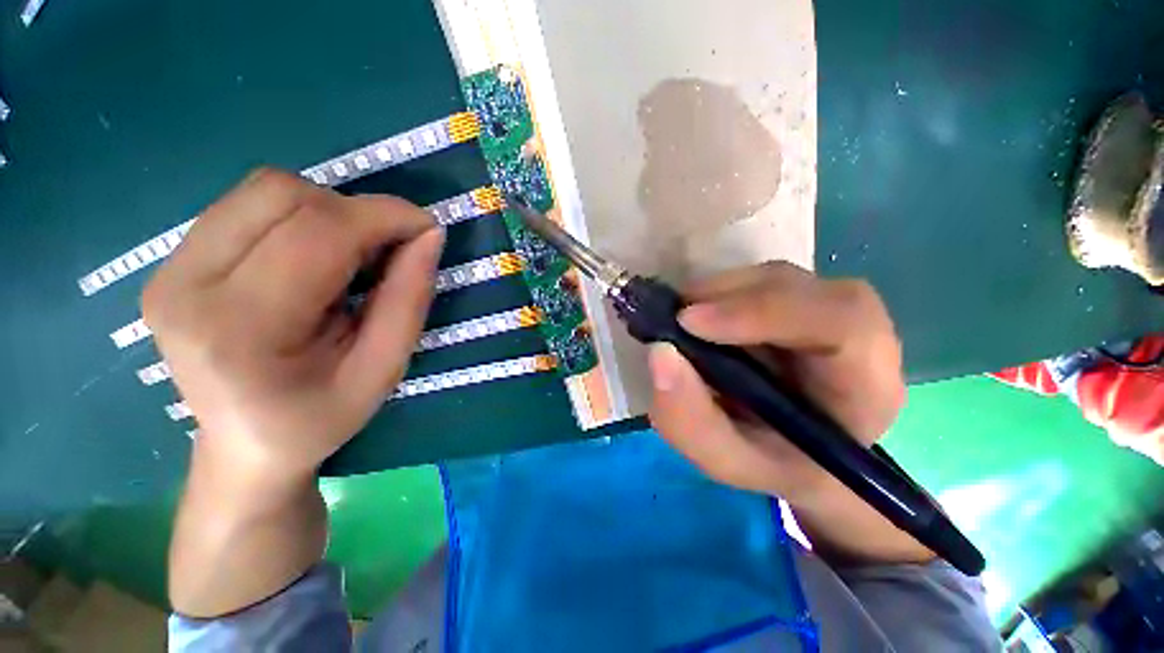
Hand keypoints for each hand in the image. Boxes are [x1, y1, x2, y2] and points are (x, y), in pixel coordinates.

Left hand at [143, 169, 443, 481]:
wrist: (245, 443)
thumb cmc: (322, 416)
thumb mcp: (384, 368)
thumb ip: (409, 299)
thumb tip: (429, 235)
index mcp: (241, 329)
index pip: (317, 234)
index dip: (383, 217)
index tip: (427, 228)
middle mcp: (186, 286)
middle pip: (283, 195)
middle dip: (356, 212)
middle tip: (387, 251)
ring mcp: (169, 269)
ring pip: (264, 190)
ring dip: (327, 212)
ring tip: (349, 257)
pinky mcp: (170, 261)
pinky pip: (247, 205)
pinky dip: (299, 217)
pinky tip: (312, 258)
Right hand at [648, 262, 905, 505]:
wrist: (798, 452)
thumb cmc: (773, 462)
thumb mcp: (726, 460)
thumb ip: (690, 419)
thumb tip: (659, 352)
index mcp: (865, 385)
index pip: (841, 323)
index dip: (763, 311)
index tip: (690, 322)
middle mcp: (859, 335)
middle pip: (801, 287)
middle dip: (729, 297)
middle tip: (675, 318)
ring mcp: (827, 309)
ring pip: (773, 278)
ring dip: (719, 293)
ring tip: (682, 322)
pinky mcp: (799, 300)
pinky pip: (758, 282)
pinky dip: (719, 293)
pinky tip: (699, 319)